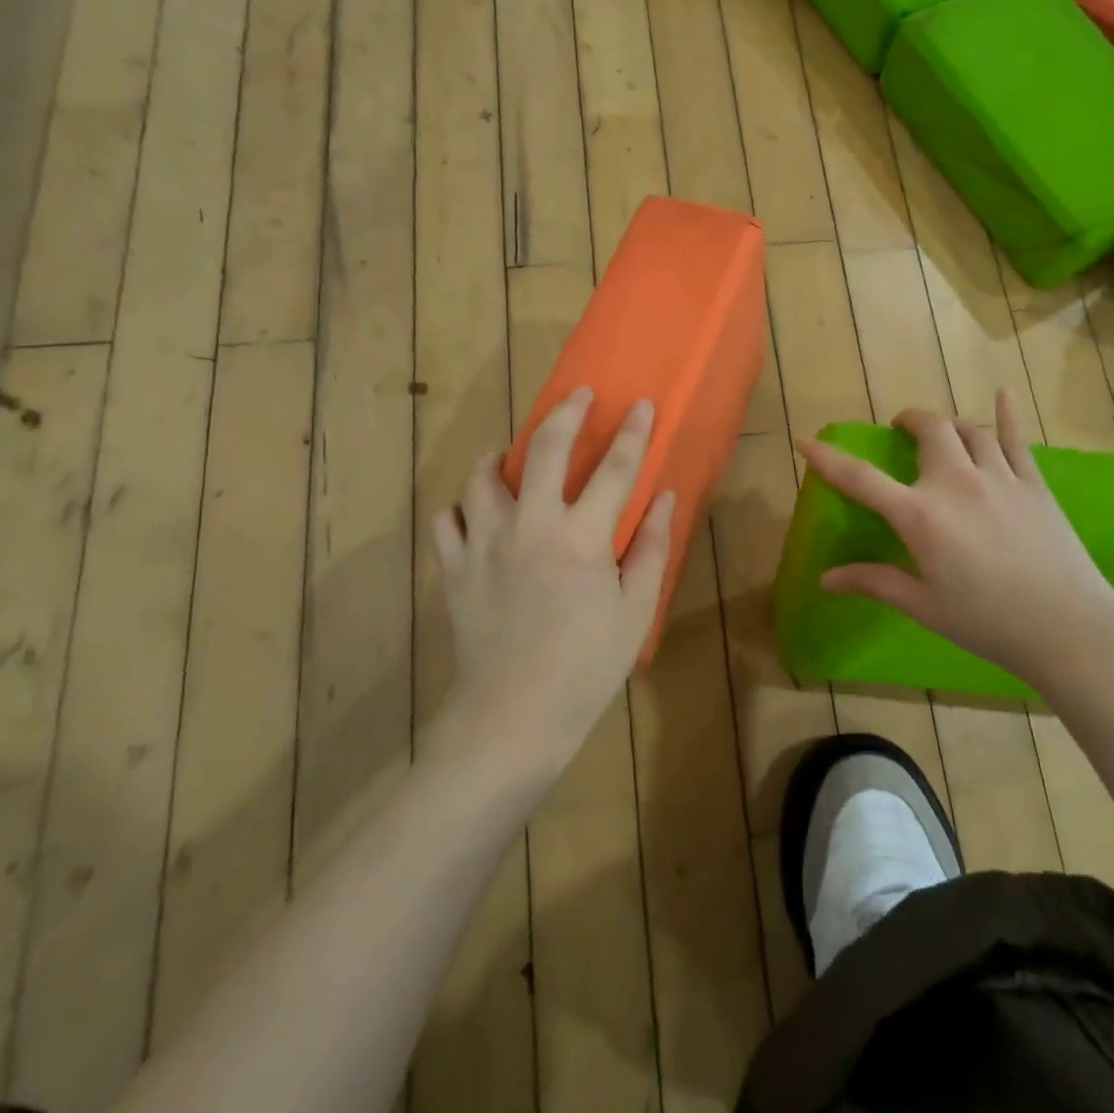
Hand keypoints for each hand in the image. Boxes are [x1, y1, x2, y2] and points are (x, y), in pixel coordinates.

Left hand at [433, 388, 674, 774]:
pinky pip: (447, 520)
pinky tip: (475, 514)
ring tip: (510, 456)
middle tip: (577, 396)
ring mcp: (484, 544)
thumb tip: (666, 499)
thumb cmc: (587, 666)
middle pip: (544, 449)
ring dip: (499, 458)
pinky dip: (461, 509)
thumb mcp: (634, 610)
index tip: (640, 405)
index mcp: (581, 537)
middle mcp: (530, 526)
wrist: (514, 716)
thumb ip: (651, 548)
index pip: (615, 468)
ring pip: (482, 478)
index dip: (632, 432)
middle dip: (564, 413)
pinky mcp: (454, 569)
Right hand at [798, 390, 1113, 688]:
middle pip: (928, 430)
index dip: (828, 459)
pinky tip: (1003, 394)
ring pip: (969, 430)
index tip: (805, 441)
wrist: (1068, 628)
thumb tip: (825, 580)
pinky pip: (1017, 439)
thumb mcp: (923, 605)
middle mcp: (956, 483)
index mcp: (921, 515)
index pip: (862, 479)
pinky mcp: (1034, 484)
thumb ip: (873, 582)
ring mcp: (1000, 477)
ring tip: (941, 433)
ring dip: (949, 425)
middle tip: (901, 430)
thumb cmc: (986, 622)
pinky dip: (1007, 414)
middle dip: (909, 421)